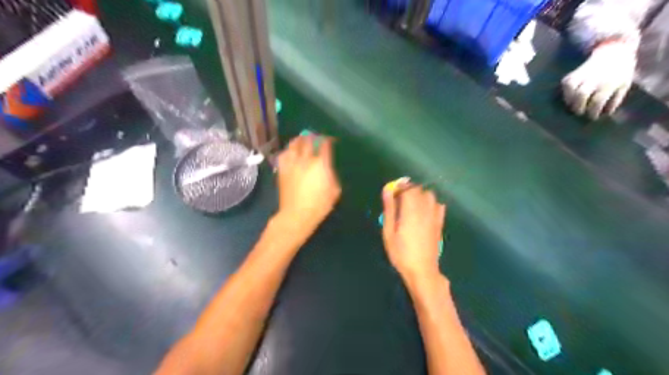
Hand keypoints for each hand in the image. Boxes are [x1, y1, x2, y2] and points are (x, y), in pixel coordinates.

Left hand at [276, 135, 341, 236]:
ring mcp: (292, 163)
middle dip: (314, 136)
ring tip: (303, 140)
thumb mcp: (335, 190)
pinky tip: (291, 152)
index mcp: (321, 163)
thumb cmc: (320, 204)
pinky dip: (288, 150)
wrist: (297, 214)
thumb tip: (328, 167)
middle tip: (317, 138)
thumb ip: (332, 174)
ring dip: (300, 140)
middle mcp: (305, 159)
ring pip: (294, 144)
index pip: (324, 144)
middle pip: (308, 140)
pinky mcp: (282, 169)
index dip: (328, 140)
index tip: (331, 141)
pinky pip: (283, 154)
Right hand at [382, 183, 441, 279]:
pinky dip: (431, 203)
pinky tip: (424, 212)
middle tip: (399, 202)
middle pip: (419, 189)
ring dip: (420, 196)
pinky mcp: (440, 223)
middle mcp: (425, 209)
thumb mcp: (389, 232)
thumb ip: (389, 209)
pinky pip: (439, 205)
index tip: (392, 195)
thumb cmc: (400, 252)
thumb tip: (387, 190)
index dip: (400, 187)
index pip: (408, 188)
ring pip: (430, 195)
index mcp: (411, 210)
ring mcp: (435, 216)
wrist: (422, 270)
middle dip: (408, 191)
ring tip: (411, 206)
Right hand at [560, 40, 635, 119]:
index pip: (597, 101)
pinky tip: (568, 97)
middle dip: (578, 106)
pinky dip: (565, 92)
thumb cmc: (620, 72)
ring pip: (571, 88)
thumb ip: (615, 100)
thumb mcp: (624, 85)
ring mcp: (583, 74)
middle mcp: (594, 78)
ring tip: (572, 105)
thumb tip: (605, 113)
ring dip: (569, 100)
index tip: (592, 117)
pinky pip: (566, 84)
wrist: (615, 52)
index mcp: (609, 83)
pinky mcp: (574, 73)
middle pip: (581, 94)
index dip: (593, 112)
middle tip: (579, 112)